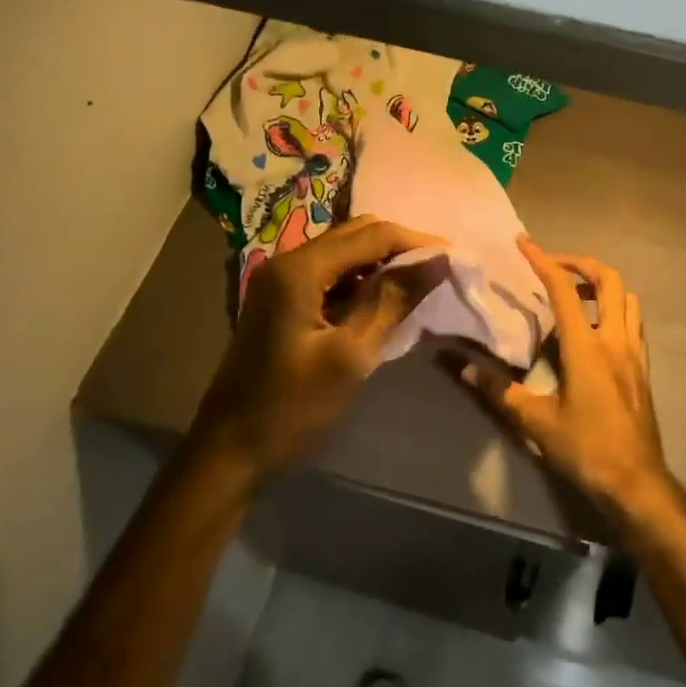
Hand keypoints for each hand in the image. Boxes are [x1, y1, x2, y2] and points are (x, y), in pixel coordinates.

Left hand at [191, 216, 444, 486]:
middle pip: (357, 234)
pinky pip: (332, 273)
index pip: (372, 235)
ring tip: (421, 283)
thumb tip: (437, 261)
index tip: (456, 258)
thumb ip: (393, 300)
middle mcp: (288, 261)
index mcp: (300, 269)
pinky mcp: (283, 299)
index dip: (417, 242)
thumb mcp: (351, 356)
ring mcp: (282, 280)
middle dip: (401, 246)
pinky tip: (385, 299)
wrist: (228, 452)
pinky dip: (362, 278)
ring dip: (383, 261)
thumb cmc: (291, 407)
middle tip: (441, 270)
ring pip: (345, 251)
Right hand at [460, 238, 671, 518]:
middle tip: (554, 266)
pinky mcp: (643, 368)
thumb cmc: (586, 449)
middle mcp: (615, 339)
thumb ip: (499, 390)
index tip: (523, 242)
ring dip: (602, 284)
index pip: (564, 289)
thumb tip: (463, 366)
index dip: (542, 260)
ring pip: (627, 298)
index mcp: (587, 346)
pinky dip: (615, 308)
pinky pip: (633, 321)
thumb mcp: (536, 422)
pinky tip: (595, 328)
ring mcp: (634, 352)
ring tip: (575, 293)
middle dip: (581, 263)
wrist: (637, 482)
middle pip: (609, 280)